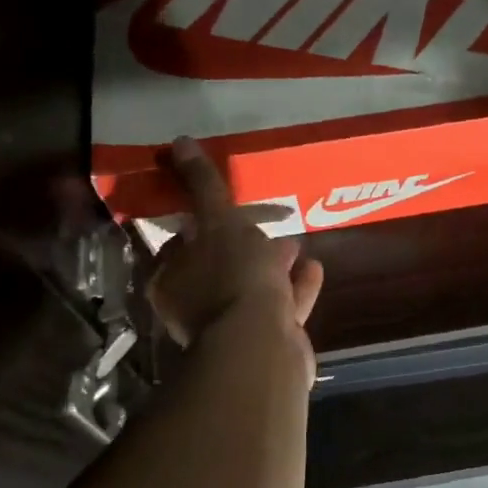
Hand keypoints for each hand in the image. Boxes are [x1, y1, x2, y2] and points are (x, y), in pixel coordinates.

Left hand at [145, 137, 324, 351]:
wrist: (263, 345)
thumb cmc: (233, 277)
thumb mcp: (218, 221)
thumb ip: (202, 185)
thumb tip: (179, 142)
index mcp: (172, 279)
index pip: (183, 242)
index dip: (206, 221)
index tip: (230, 206)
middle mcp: (196, 306)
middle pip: (220, 267)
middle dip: (244, 245)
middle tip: (269, 223)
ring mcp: (233, 328)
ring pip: (253, 288)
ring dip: (274, 266)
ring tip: (296, 243)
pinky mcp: (266, 342)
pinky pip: (282, 307)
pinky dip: (297, 288)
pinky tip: (315, 269)